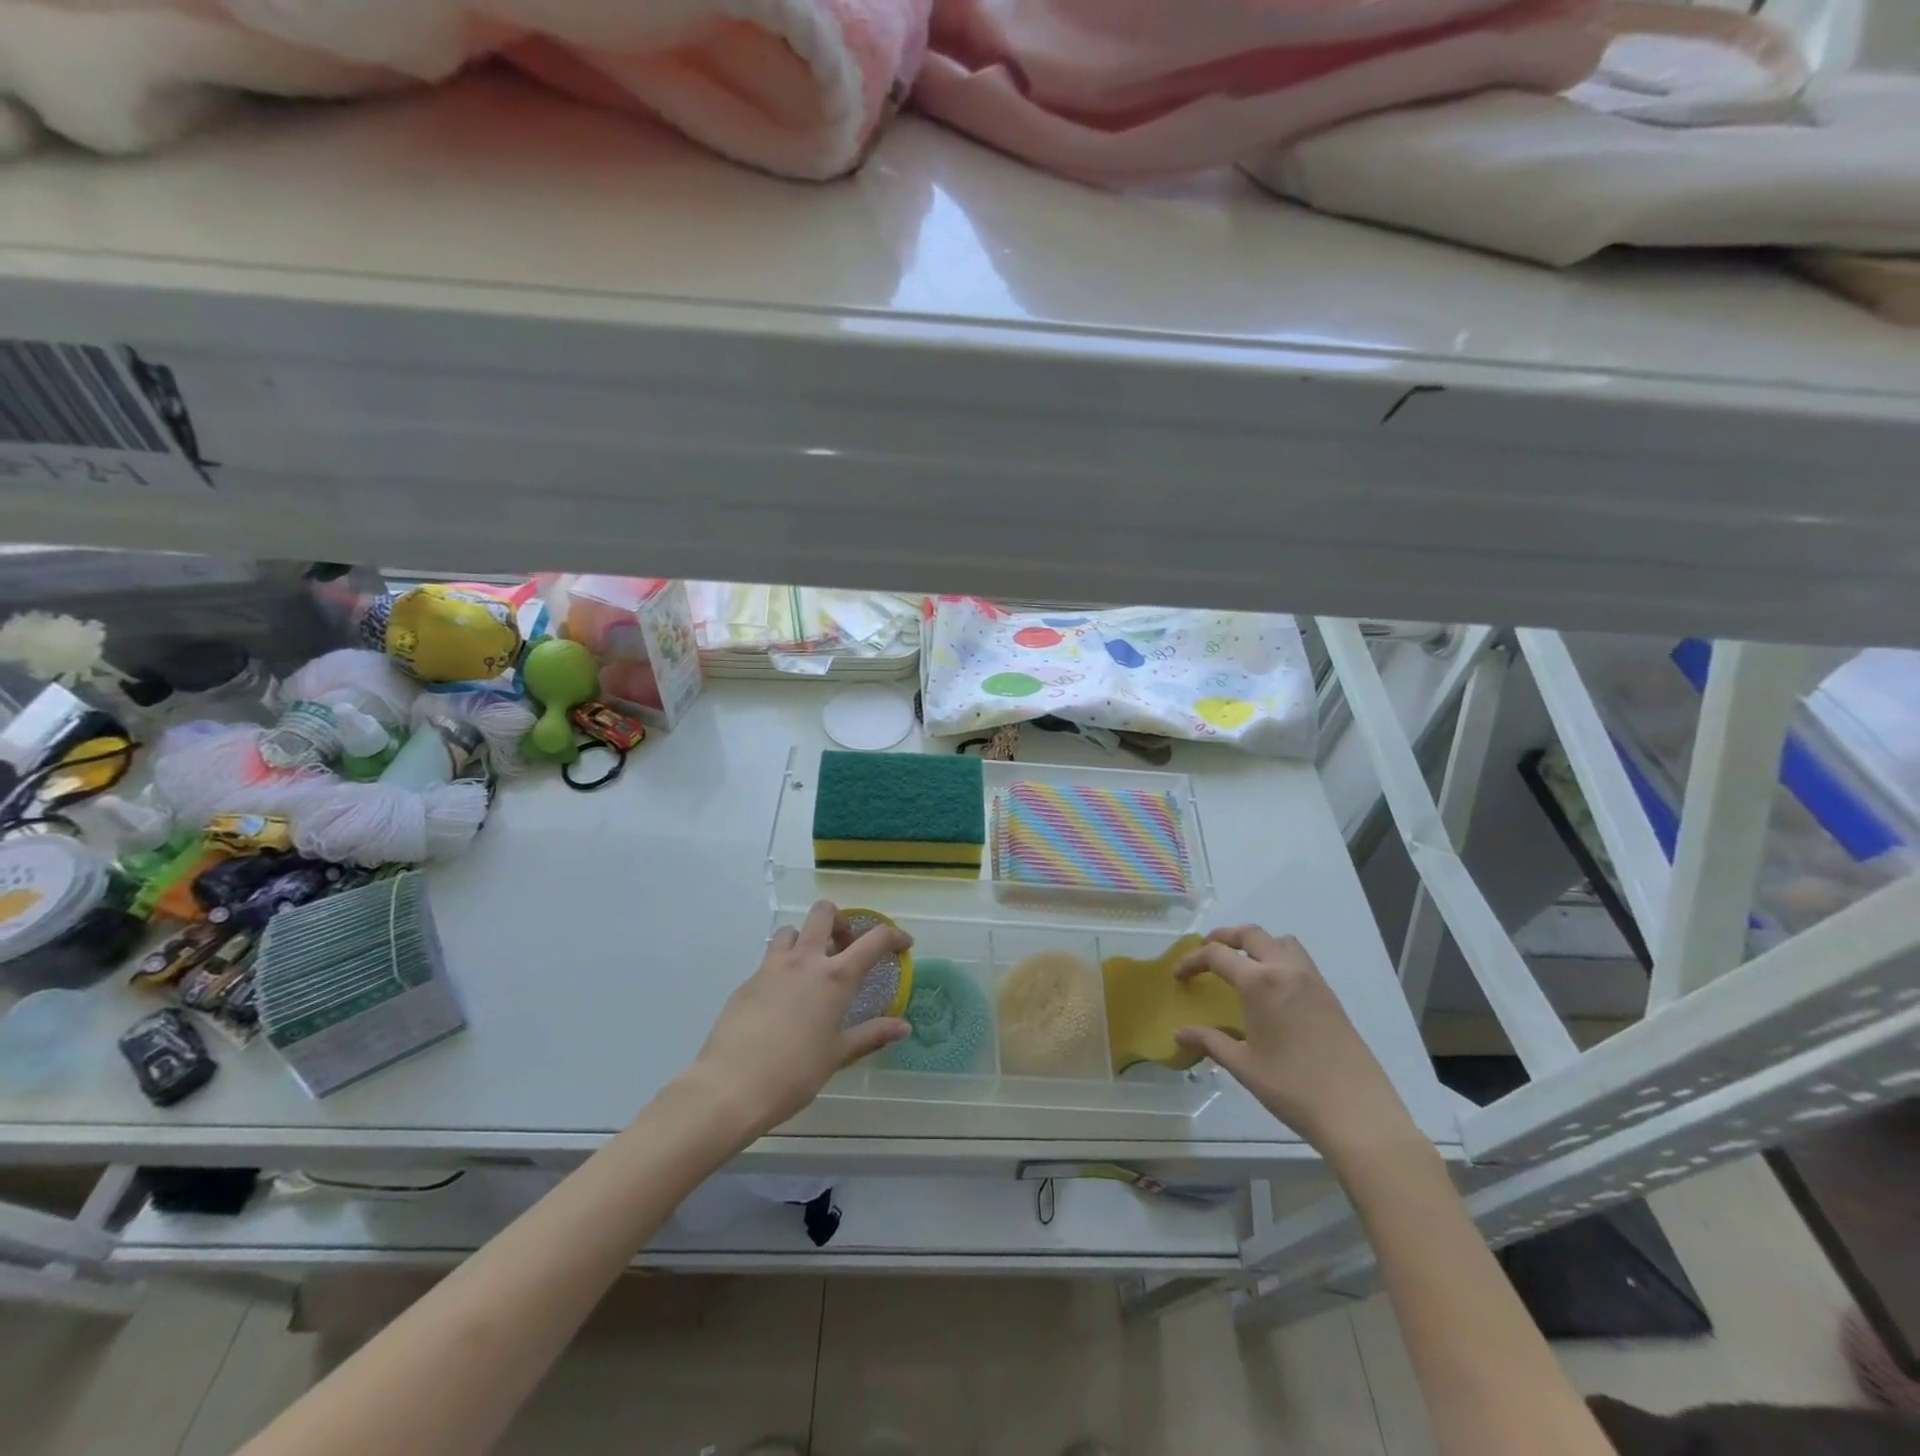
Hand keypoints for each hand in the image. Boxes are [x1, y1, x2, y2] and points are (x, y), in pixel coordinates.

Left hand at [687, 901, 911, 1136]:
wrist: (730, 1087)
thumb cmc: (795, 1073)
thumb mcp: (838, 1054)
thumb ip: (872, 1034)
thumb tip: (904, 1027)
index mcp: (835, 977)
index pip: (875, 940)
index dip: (894, 936)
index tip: (903, 945)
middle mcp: (805, 961)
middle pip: (824, 913)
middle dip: (840, 921)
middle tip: (845, 948)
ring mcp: (772, 967)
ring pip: (792, 930)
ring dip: (807, 939)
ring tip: (812, 968)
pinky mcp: (748, 981)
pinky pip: (770, 959)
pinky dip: (784, 966)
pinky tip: (784, 999)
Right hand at [1173, 926, 1416, 1158]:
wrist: (1358, 1113)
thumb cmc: (1292, 1088)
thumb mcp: (1244, 1066)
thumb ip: (1210, 1042)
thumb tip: (1179, 1033)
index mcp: (1260, 983)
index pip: (1218, 955)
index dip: (1192, 960)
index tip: (1178, 974)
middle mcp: (1286, 971)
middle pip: (1252, 934)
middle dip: (1225, 937)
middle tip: (1208, 953)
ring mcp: (1313, 981)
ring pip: (1282, 942)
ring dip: (1258, 944)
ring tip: (1243, 966)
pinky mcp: (1331, 997)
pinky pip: (1300, 961)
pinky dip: (1280, 960)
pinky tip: (1273, 992)